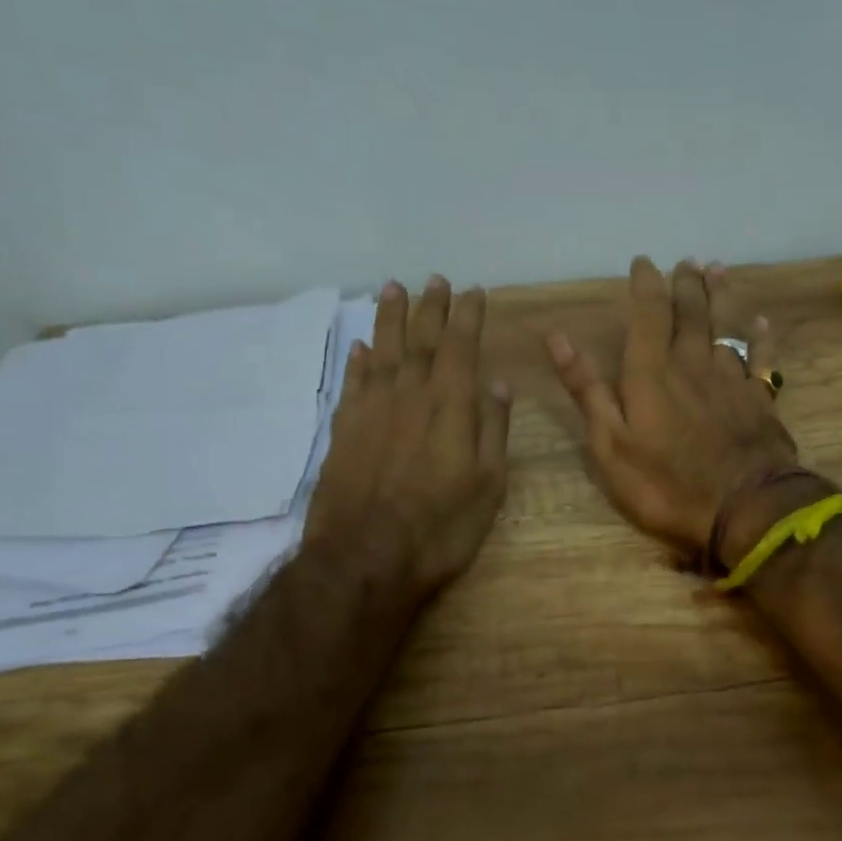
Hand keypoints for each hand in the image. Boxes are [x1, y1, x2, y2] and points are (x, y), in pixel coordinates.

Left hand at [306, 276, 512, 600]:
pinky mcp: (343, 431)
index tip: (474, 291)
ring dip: (389, 319)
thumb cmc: (440, 528)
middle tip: (435, 280)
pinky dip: (357, 362)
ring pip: (381, 352)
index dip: (468, 316)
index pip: (461, 347)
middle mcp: (409, 396)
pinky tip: (360, 347)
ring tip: (393, 289)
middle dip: (430, 307)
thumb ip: (493, 428)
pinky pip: (351, 383)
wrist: (365, 560)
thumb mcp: (488, 485)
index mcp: (451, 406)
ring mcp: (371, 411)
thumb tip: (498, 382)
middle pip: (420, 340)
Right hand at [547, 257, 797, 556]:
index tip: (643, 262)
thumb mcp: (611, 445)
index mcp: (652, 373)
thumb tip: (558, 337)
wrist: (745, 508)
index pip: (649, 314)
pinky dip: (760, 339)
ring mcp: (731, 381)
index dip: (646, 284)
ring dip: (720, 297)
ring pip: (726, 327)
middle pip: (691, 314)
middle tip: (685, 261)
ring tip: (717, 270)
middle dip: (685, 285)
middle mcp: (693, 365)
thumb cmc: (667, 484)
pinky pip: (761, 360)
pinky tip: (760, 324)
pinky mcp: (760, 401)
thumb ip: (588, 389)